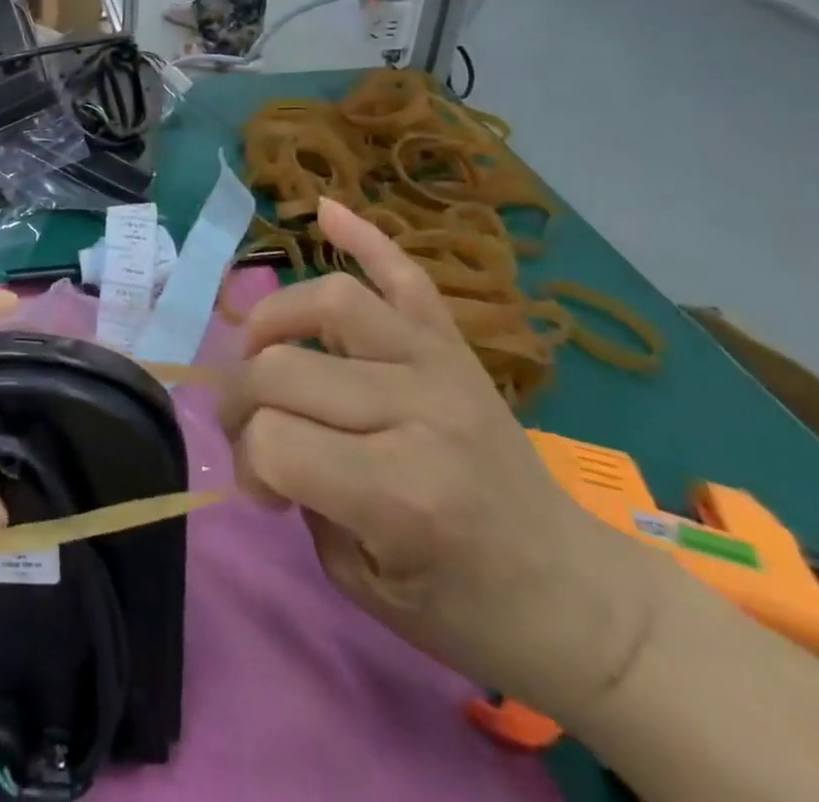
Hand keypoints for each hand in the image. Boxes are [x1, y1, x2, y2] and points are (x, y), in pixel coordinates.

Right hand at [221, 199, 668, 723]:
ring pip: (333, 301)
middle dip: (240, 398)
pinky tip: (326, 212)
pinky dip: (365, 238)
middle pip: (284, 367)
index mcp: (401, 492)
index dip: (248, 465)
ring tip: (261, 350)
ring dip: (273, 319)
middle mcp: (420, 410)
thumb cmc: (465, 607)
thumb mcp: (359, 582)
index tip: (262, 493)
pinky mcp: (456, 346)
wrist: (578, 598)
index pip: (273, 440)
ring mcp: (441, 365)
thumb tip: (256, 431)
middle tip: (246, 430)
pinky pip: (406, 275)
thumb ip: (297, 493)